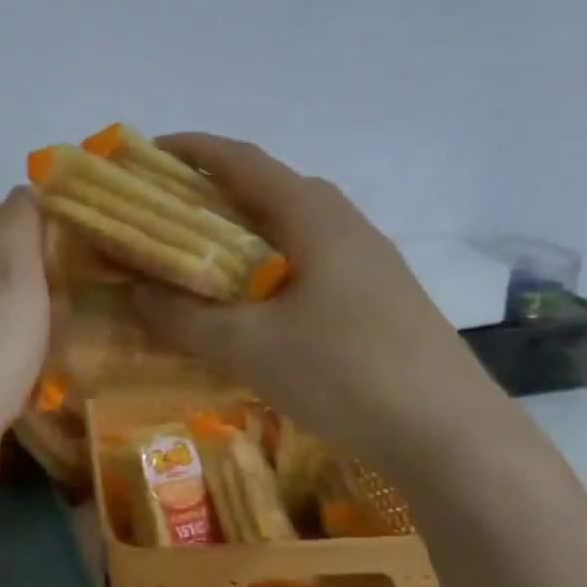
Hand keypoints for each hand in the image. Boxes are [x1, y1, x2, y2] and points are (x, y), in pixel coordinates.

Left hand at [0, 187, 50, 461]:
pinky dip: (23, 340)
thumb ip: (18, 226)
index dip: (31, 209)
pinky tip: (47, 354)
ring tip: (76, 306)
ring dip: (30, 299)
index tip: (77, 219)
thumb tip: (27, 187)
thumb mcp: (10, 270)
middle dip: (32, 254)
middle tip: (84, 264)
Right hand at [129, 134, 506, 469]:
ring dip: (241, 230)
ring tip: (199, 257)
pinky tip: (251, 303)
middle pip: (269, 188)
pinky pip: (307, 258)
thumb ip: (181, 316)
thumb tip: (135, 292)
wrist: (451, 436)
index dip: (192, 150)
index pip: (243, 161)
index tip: (147, 155)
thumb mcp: (246, 346)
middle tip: (165, 214)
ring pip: (291, 226)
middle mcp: (343, 225)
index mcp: (312, 217)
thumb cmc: (342, 372)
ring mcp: (367, 261)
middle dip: (212, 190)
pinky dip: (265, 262)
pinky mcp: (376, 295)